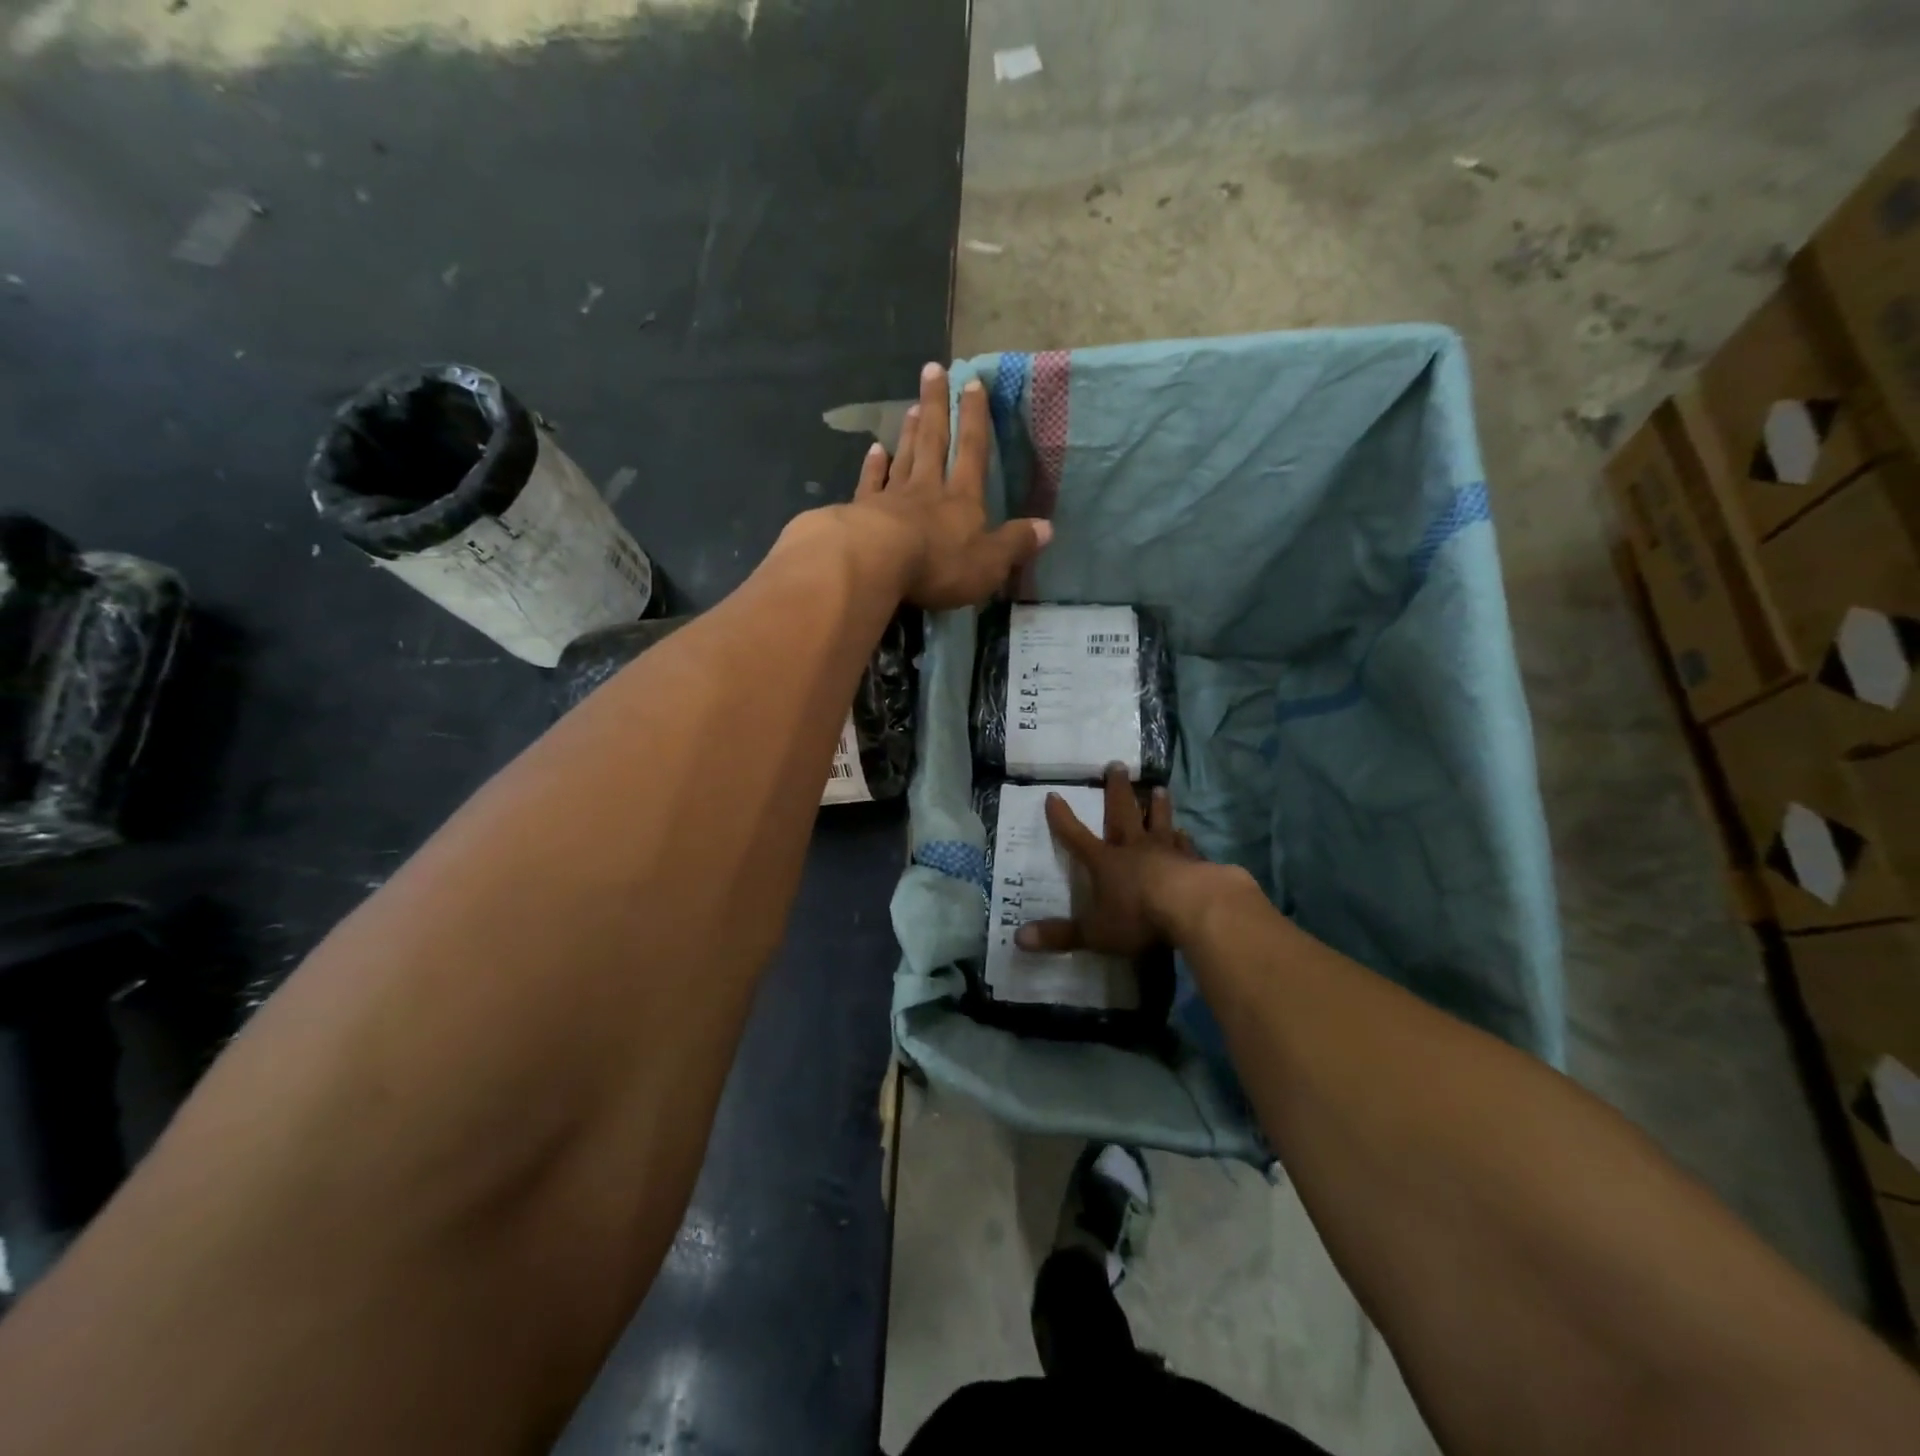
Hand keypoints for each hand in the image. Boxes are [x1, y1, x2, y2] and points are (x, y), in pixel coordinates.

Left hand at [851, 362, 1051, 610]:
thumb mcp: (989, 562)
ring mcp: (892, 498)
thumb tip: (1047, 527)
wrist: (876, 564)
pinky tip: (874, 450)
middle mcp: (928, 489)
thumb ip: (1016, 543)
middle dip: (937, 407)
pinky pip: (871, 483)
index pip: (973, 452)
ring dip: (909, 431)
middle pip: (934, 441)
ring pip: (904, 457)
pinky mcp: (863, 512)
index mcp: (962, 500)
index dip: (975, 418)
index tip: (973, 383)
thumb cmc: (939, 564)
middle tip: (933, 370)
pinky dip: (873, 466)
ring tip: (912, 406)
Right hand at [1014, 765, 1205, 957]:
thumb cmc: (1138, 917)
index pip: (1076, 836)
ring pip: (1158, 821)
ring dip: (1157, 805)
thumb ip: (1060, 935)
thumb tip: (1019, 938)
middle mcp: (1133, 848)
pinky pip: (1185, 844)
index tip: (1053, 795)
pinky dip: (1184, 838)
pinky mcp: (1193, 861)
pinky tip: (1186, 831)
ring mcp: (1165, 851)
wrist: (1193, 907)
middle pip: (1122, 813)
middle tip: (1116, 765)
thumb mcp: (1094, 933)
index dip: (1062, 818)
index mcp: (1105, 862)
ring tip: (1158, 787)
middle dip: (1116, 790)